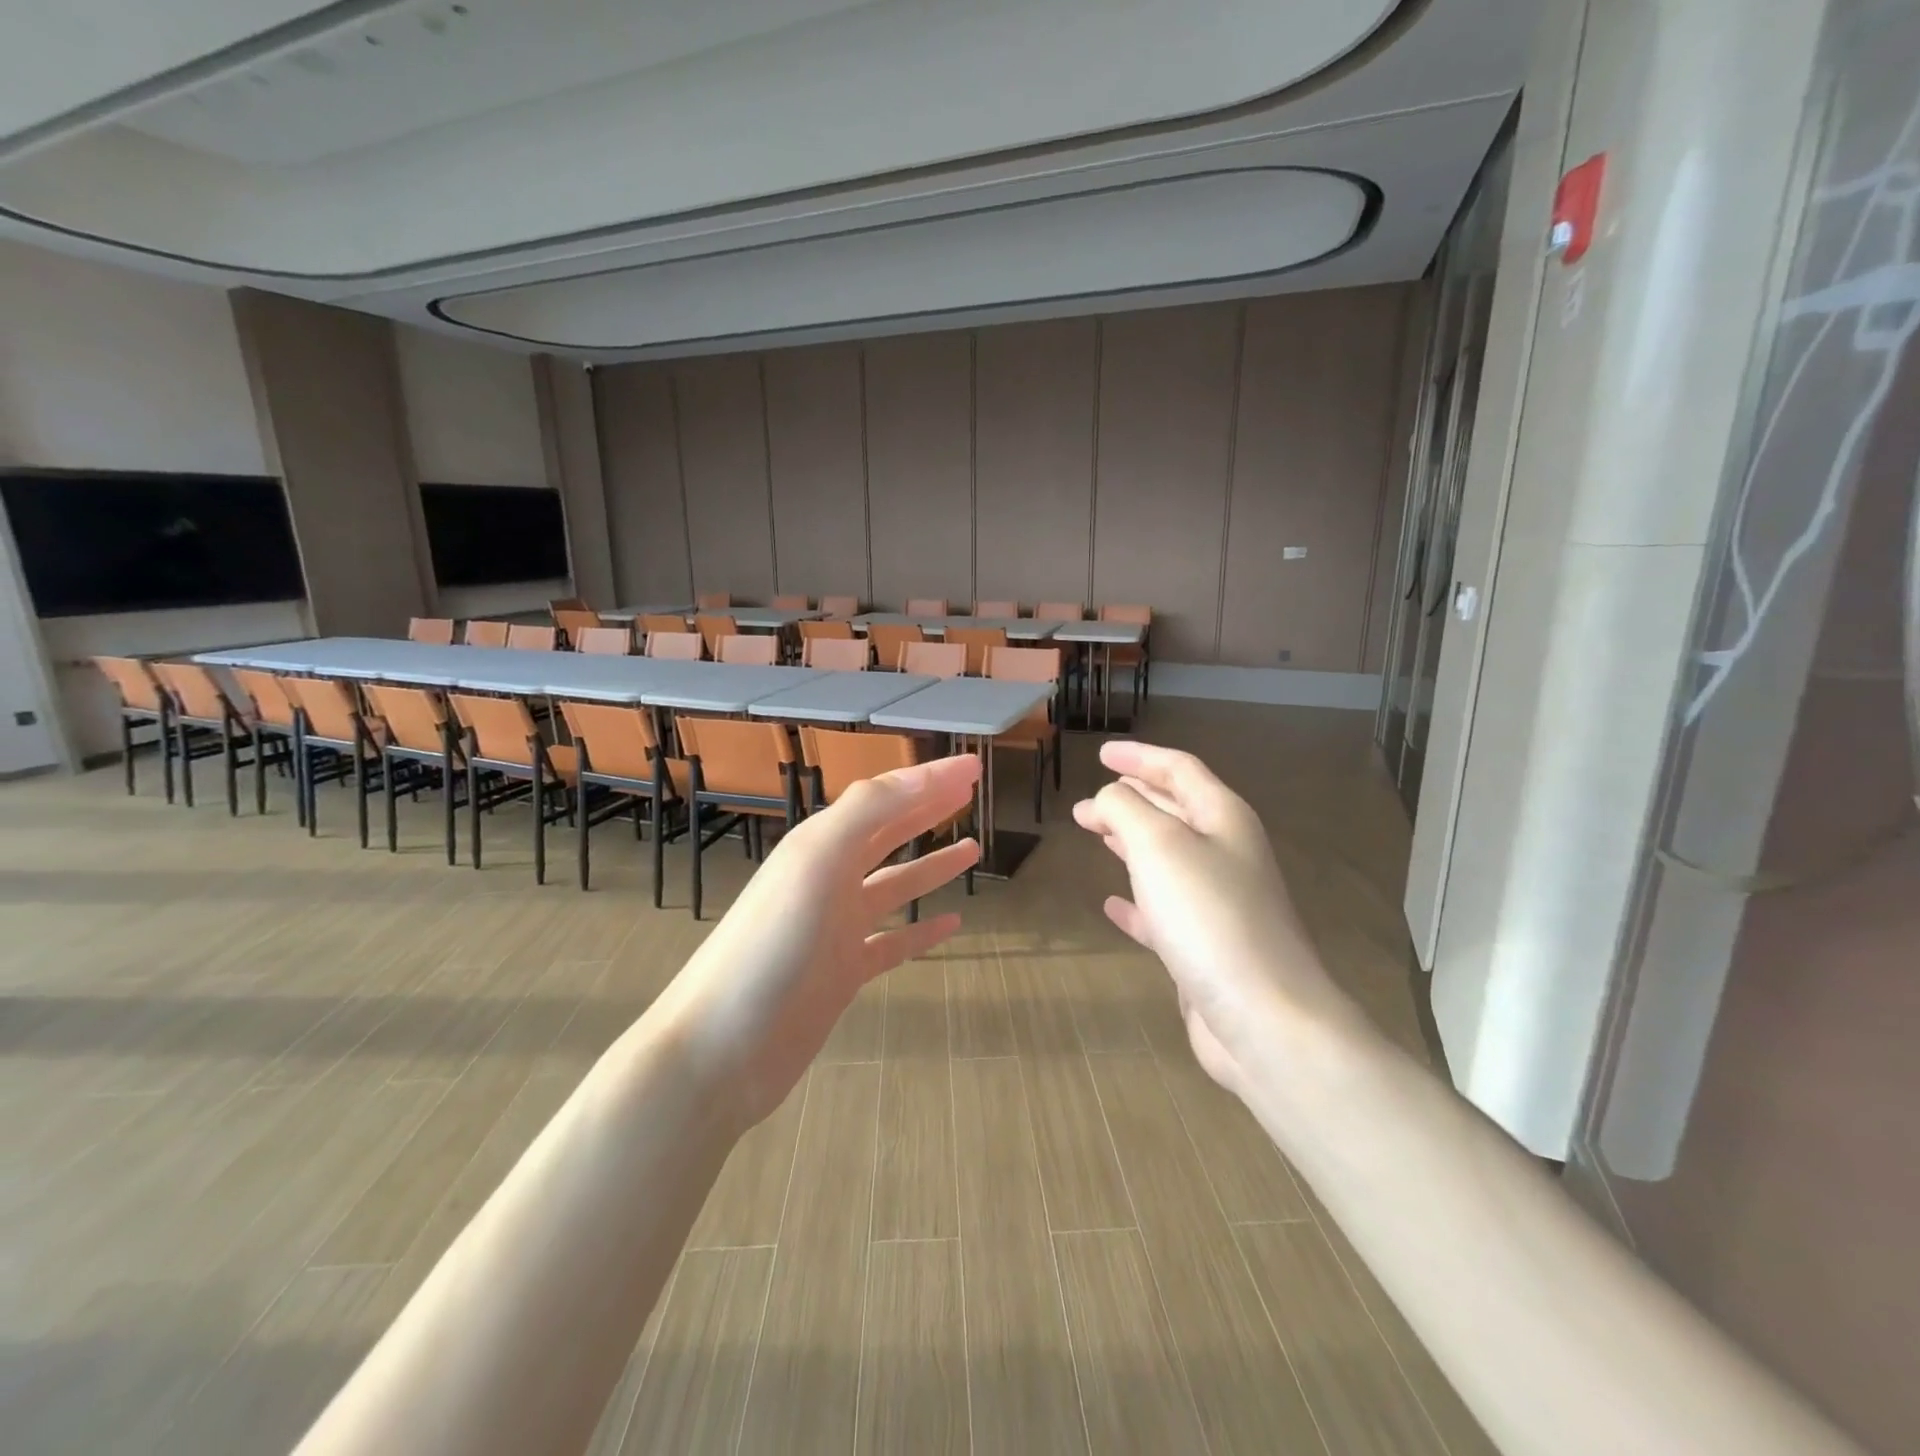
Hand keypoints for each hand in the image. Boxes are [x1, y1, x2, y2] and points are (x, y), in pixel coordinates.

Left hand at [659, 755, 981, 1130]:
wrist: (720, 1050)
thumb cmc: (770, 946)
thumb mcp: (817, 862)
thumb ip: (868, 812)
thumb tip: (929, 774)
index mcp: (822, 845)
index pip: (885, 798)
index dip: (930, 779)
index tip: (975, 767)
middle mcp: (830, 879)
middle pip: (888, 833)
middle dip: (929, 809)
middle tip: (972, 793)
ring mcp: (837, 929)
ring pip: (894, 886)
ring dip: (931, 865)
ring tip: (974, 848)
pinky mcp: (843, 974)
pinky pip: (893, 942)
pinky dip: (922, 930)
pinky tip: (952, 924)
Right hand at [1073, 741, 1346, 1098]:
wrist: (1265, 1018)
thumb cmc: (1210, 917)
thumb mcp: (1159, 845)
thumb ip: (1126, 809)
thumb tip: (1109, 798)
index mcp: (1223, 818)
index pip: (1180, 769)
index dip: (1140, 757)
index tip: (1101, 754)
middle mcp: (1226, 854)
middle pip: (1174, 811)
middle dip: (1129, 800)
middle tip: (1086, 803)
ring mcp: (1219, 903)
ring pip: (1167, 858)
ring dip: (1130, 842)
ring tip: (1095, 834)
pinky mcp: (1206, 948)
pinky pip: (1164, 910)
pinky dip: (1136, 901)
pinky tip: (1112, 904)